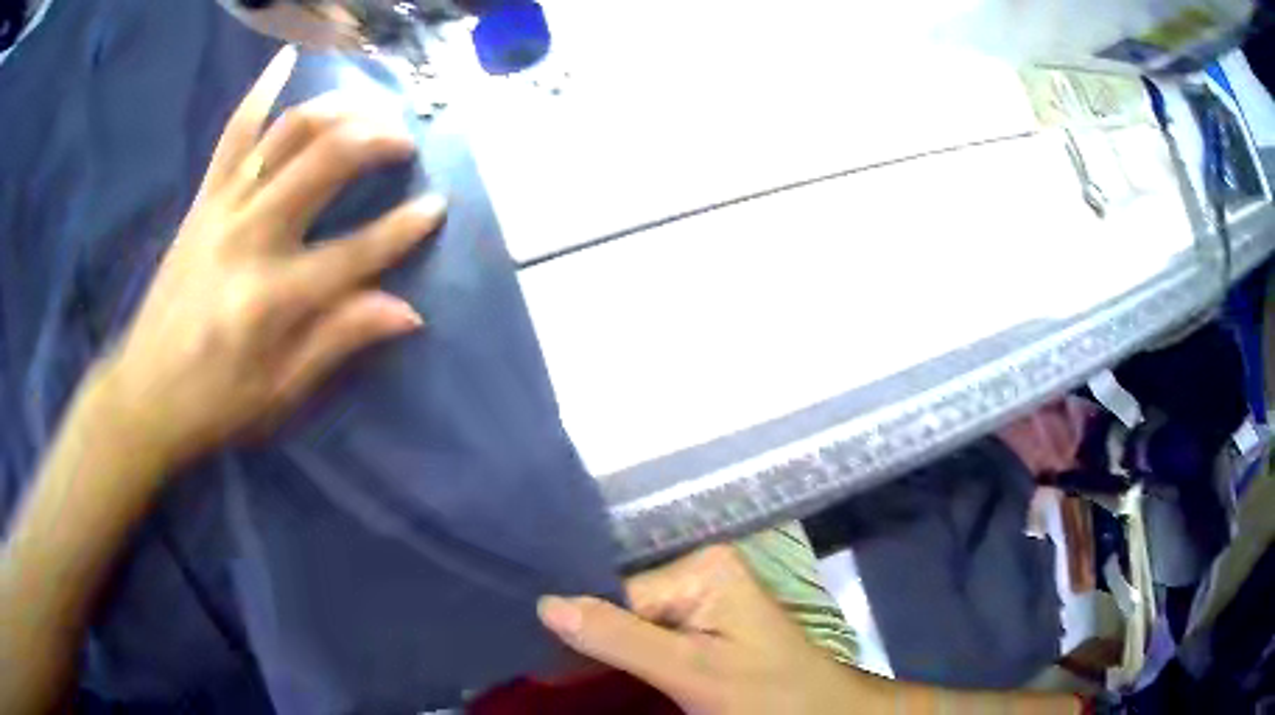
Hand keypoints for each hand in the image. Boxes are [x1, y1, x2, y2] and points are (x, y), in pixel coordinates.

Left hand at [97, 45, 445, 471]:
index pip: (355, 253)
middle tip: (406, 141)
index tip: (438, 206)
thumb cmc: (214, 403)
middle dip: (377, 139)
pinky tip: (288, 59)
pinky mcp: (202, 201)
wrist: (143, 394)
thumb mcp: (280, 392)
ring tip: (370, 105)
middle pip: (324, 162)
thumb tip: (407, 311)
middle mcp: (249, 239)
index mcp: (271, 300)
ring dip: (338, 108)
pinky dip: (261, 91)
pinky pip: (233, 133)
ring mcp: (222, 210)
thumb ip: (338, 342)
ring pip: (287, 133)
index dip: (404, 228)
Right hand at [538, 546, 864, 714]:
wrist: (819, 714)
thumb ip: (621, 639)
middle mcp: (699, 571)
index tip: (541, 657)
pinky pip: (649, 633)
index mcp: (702, 567)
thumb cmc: (767, 695)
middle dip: (592, 638)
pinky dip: (628, 654)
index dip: (584, 630)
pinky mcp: (703, 622)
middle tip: (551, 668)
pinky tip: (605, 669)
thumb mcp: (693, 672)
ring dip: (607, 650)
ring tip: (568, 670)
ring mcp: (702, 597)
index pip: (618, 595)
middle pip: (622, 605)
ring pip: (631, 621)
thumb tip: (545, 604)